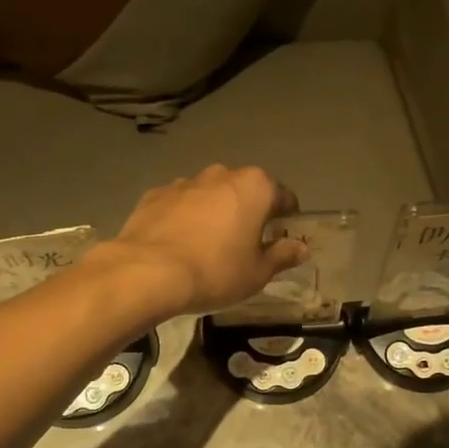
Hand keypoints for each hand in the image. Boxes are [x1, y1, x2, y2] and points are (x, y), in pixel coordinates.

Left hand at [94, 165, 307, 317]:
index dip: (287, 219)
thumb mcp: (257, 272)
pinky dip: (184, 218)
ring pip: (210, 195)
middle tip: (245, 245)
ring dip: (215, 212)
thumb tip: (302, 247)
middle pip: (245, 191)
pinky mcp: (155, 194)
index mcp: (255, 187)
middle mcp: (222, 174)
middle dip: (249, 212)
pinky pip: (180, 204)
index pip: (284, 197)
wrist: (147, 272)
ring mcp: (185, 182)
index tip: (281, 239)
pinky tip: (179, 244)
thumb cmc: (215, 271)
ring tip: (208, 245)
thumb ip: (283, 255)